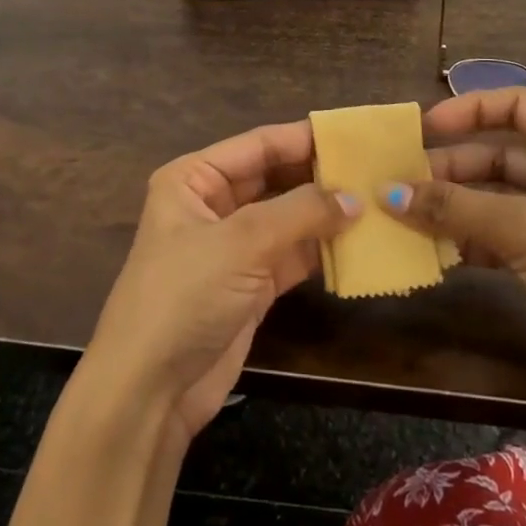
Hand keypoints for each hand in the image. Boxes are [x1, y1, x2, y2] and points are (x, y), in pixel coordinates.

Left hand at [84, 120, 358, 445]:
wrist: (149, 391)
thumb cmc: (184, 296)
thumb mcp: (241, 243)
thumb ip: (301, 212)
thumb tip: (355, 197)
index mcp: (194, 178)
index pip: (258, 145)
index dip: (304, 138)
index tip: (355, 135)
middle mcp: (212, 204)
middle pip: (274, 178)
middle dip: (318, 175)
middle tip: (373, 169)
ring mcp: (232, 247)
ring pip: (287, 217)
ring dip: (325, 213)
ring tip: (376, 201)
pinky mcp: (249, 285)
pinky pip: (292, 255)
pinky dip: (320, 249)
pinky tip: (358, 242)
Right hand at [388, 88, 525, 413]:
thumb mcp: (525, 228)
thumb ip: (454, 206)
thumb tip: (386, 192)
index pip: (517, 104)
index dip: (469, 109)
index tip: (425, 128)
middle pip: (500, 154)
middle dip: (452, 168)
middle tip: (403, 185)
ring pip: (496, 197)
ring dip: (455, 206)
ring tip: (408, 218)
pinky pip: (500, 236)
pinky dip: (470, 240)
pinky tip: (437, 252)